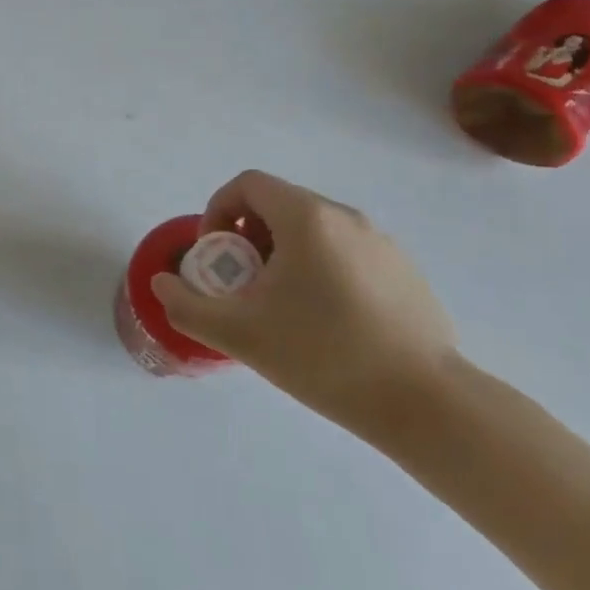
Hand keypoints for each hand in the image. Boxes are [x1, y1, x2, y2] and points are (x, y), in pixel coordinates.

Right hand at [153, 170, 456, 440]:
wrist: (427, 404)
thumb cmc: (324, 356)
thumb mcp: (239, 334)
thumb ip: (187, 305)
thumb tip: (161, 284)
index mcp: (306, 217)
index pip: (247, 184)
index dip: (218, 210)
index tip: (216, 255)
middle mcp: (346, 216)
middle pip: (279, 205)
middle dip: (248, 237)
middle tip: (243, 285)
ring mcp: (382, 242)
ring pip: (314, 230)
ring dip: (284, 255)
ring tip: (283, 307)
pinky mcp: (405, 271)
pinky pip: (346, 253)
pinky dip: (321, 270)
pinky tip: (328, 323)